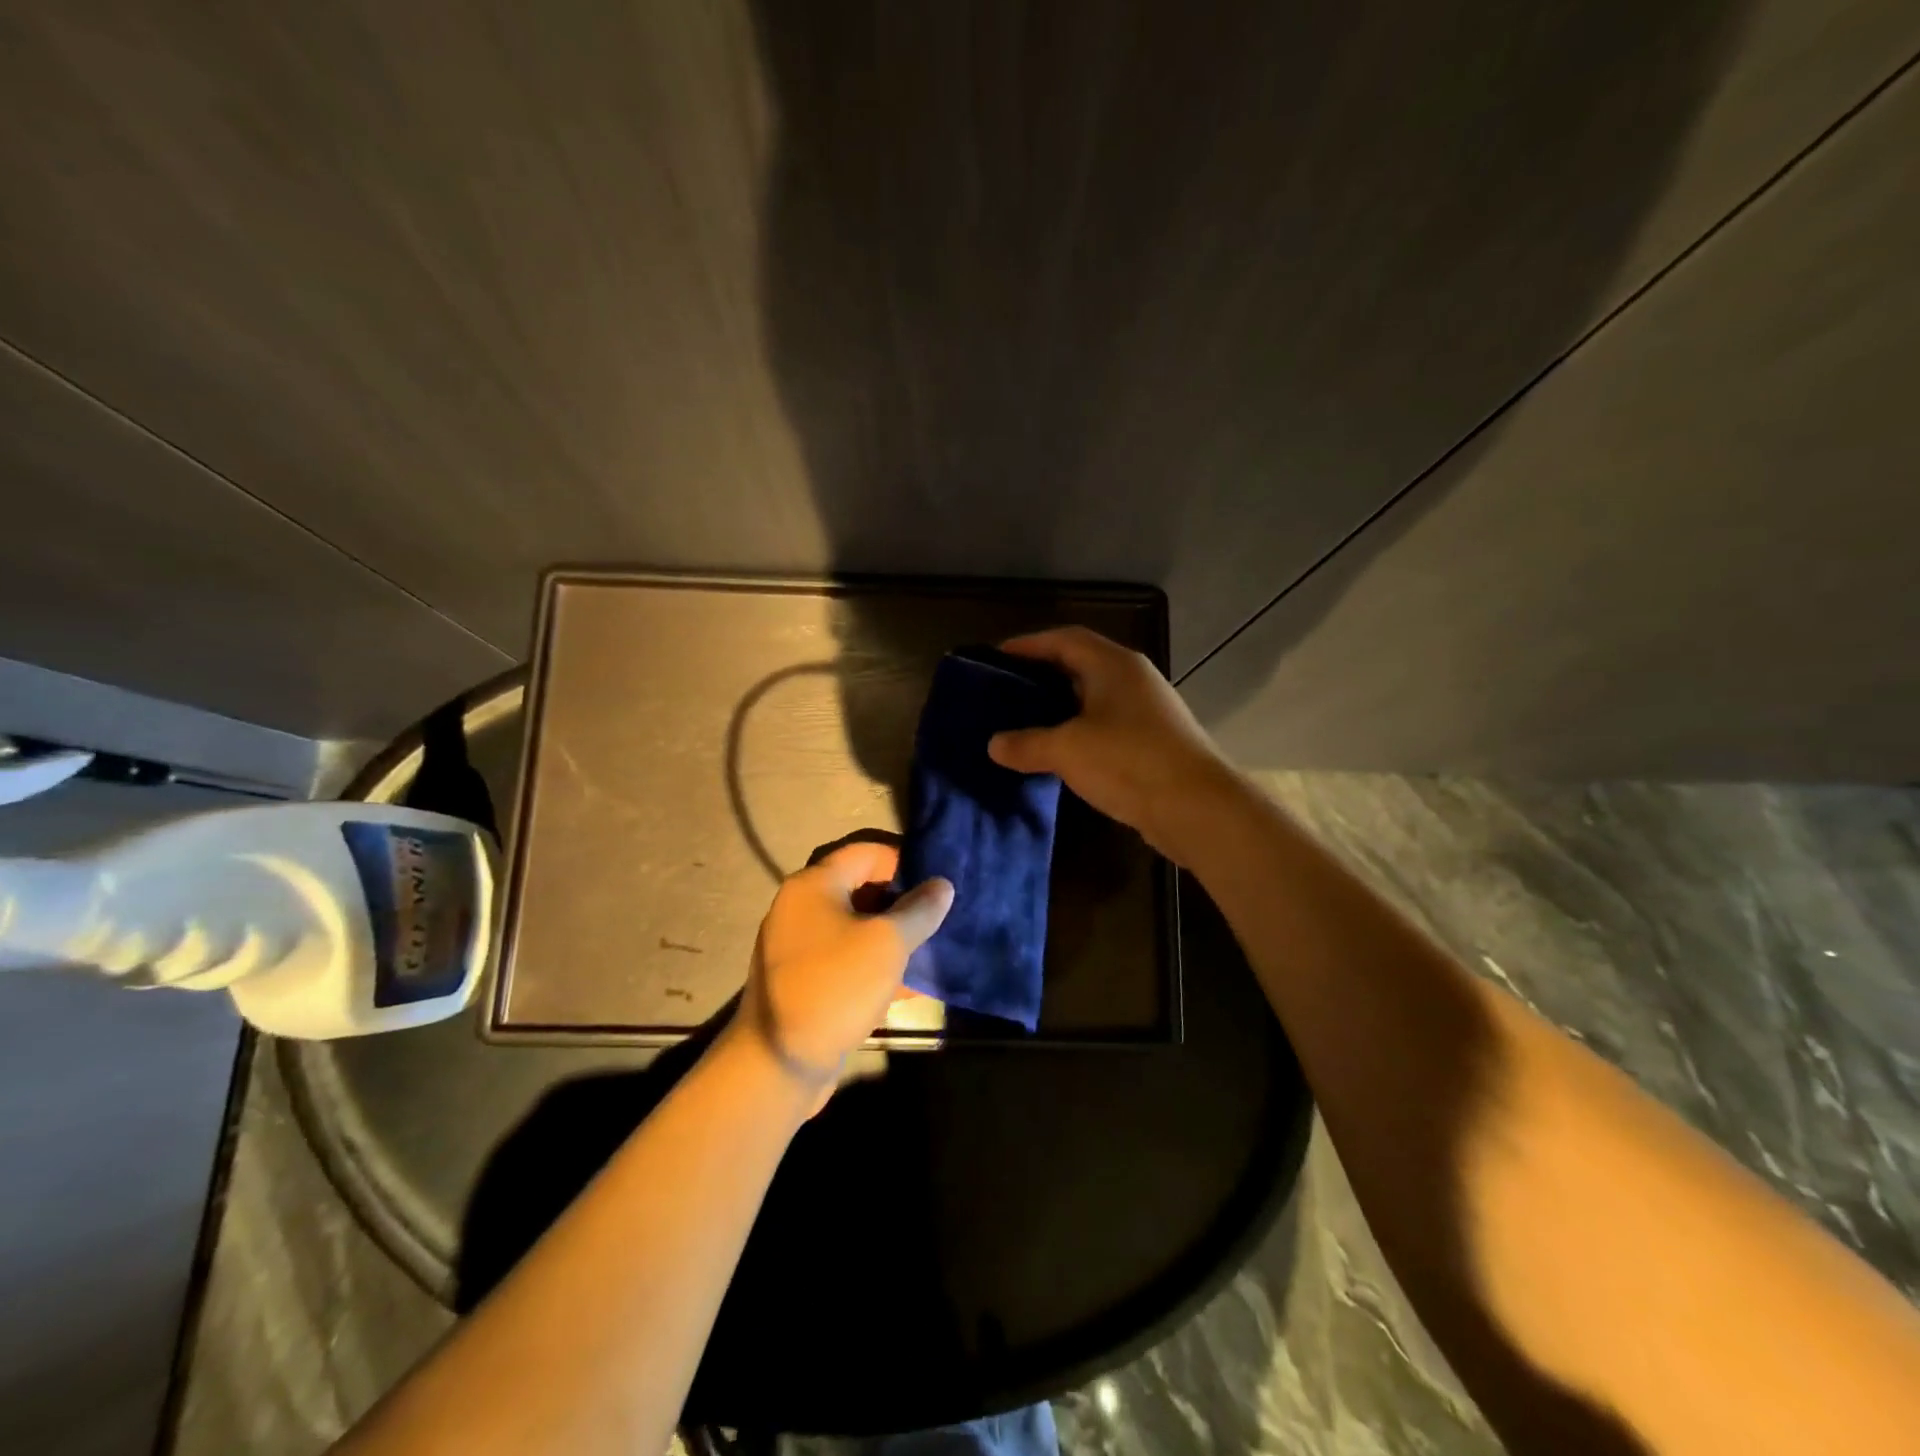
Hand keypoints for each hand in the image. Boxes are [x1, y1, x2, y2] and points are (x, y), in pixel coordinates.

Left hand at [734, 840, 952, 1091]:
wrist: (779, 1062)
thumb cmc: (836, 986)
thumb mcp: (887, 944)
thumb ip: (919, 910)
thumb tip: (942, 885)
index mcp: (814, 885)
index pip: (866, 853)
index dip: (904, 861)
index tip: (938, 880)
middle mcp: (800, 907)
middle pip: (860, 888)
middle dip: (901, 901)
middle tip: (937, 916)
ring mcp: (798, 945)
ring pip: (855, 927)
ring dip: (891, 936)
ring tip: (930, 949)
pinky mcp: (802, 979)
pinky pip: (845, 958)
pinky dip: (874, 964)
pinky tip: (907, 986)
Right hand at [987, 626, 1240, 862]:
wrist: (1197, 807)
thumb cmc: (1129, 761)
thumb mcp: (1067, 750)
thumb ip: (1027, 744)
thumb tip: (994, 744)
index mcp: (1113, 665)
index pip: (1064, 640)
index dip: (1028, 644)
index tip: (995, 658)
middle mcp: (1133, 679)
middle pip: (1080, 665)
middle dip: (1041, 676)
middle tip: (1005, 691)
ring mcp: (1146, 711)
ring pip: (1093, 699)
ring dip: (1060, 707)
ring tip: (1024, 721)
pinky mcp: (1152, 742)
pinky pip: (1105, 726)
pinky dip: (1078, 732)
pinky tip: (1058, 753)